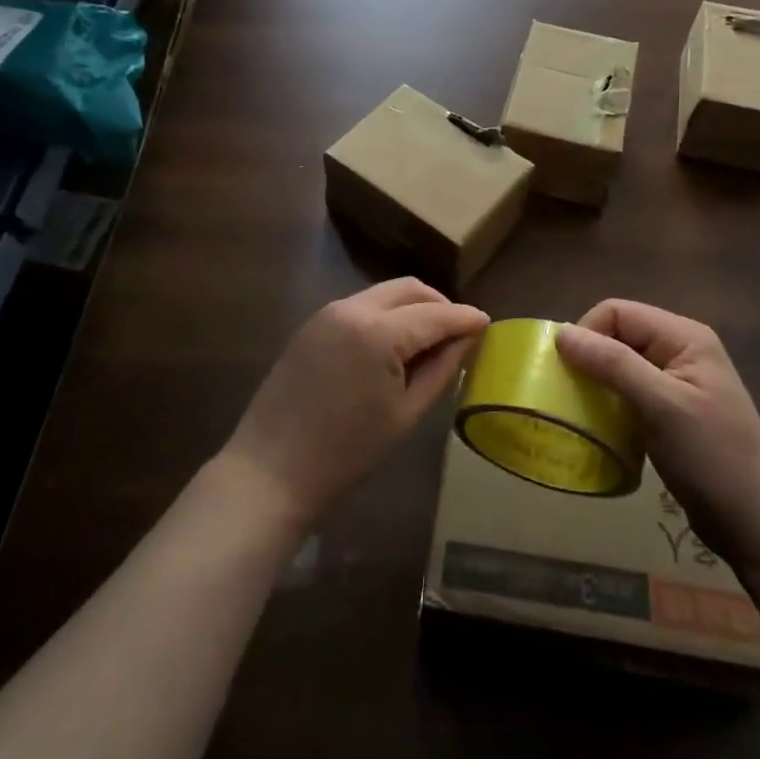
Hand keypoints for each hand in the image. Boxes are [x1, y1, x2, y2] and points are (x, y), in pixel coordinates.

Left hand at [221, 279, 486, 526]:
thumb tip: (467, 340)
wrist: (271, 469)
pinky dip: (385, 315)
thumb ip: (441, 369)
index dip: (465, 318)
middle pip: (409, 289)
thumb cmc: (347, 452)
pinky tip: (393, 345)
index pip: (435, 314)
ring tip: (429, 341)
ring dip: (412, 308)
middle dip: (439, 304)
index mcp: (379, 331)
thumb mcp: (406, 413)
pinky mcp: (312, 324)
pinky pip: (360, 306)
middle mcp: (352, 308)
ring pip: (384, 294)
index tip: (488, 322)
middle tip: (459, 332)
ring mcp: (328, 313)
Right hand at [557, 301, 759, 572]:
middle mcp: (680, 350)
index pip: (617, 312)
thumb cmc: (713, 459)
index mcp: (684, 336)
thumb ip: (613, 364)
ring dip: (598, 385)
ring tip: (585, 414)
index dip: (589, 334)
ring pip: (620, 365)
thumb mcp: (661, 406)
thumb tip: (561, 333)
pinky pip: (628, 393)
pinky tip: (604, 428)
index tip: (571, 374)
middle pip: (617, 335)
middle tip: (573, 396)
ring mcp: (677, 382)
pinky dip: (610, 405)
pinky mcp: (671, 412)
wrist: (759, 526)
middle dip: (591, 359)